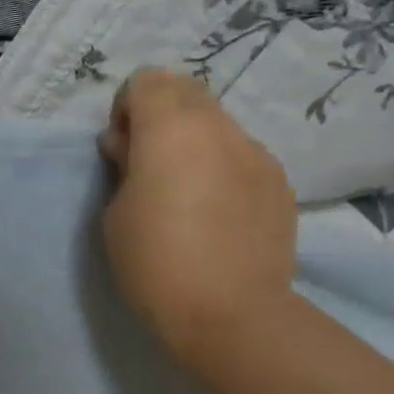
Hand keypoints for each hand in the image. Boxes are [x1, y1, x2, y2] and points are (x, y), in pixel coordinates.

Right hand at [99, 70, 297, 369]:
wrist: (230, 313)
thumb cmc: (154, 261)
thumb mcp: (114, 212)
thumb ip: (122, 166)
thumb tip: (130, 147)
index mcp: (170, 129)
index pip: (146, 80)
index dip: (127, 108)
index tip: (121, 148)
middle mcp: (218, 127)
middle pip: (185, 89)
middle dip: (161, 114)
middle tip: (147, 163)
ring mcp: (256, 153)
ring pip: (217, 122)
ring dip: (193, 140)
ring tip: (184, 191)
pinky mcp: (279, 182)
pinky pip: (242, 155)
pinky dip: (222, 166)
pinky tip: (216, 212)